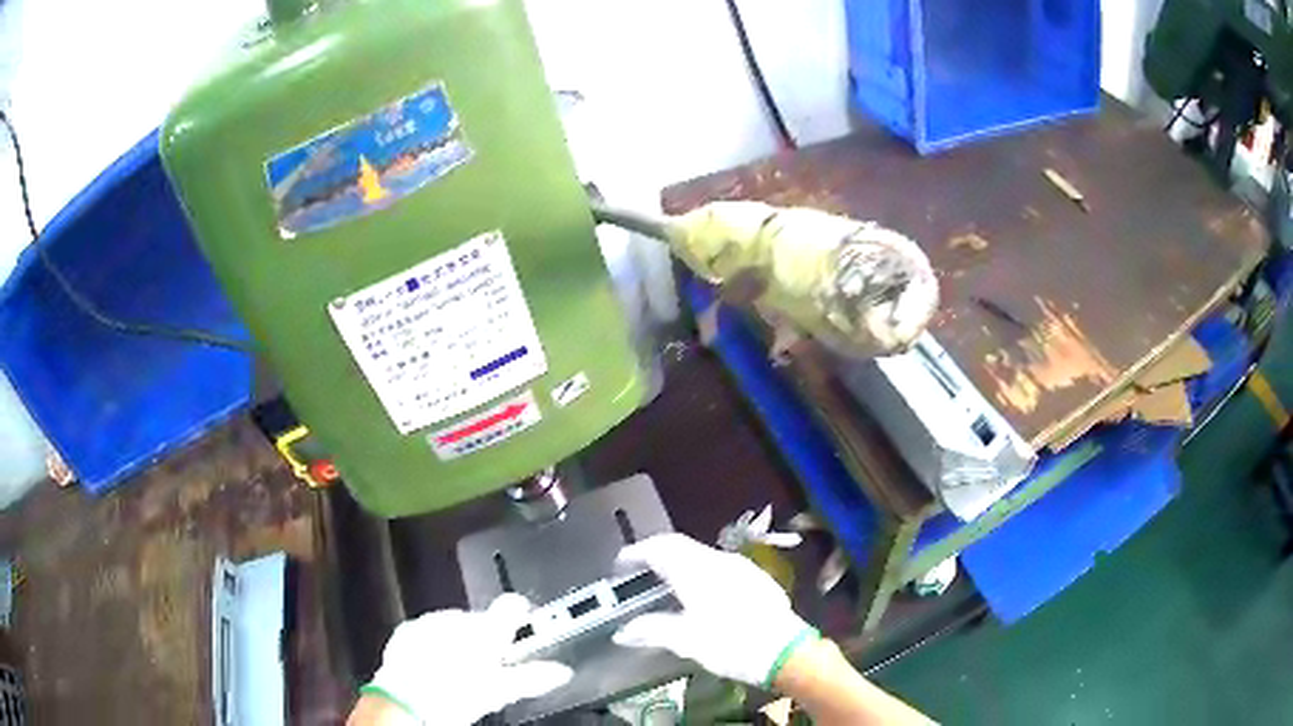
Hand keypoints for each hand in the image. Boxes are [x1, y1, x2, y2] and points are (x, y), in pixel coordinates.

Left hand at [360, 594, 571, 724]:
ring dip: (463, 641)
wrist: (404, 700)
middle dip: (490, 639)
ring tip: (463, 670)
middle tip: (492, 666)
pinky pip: (431, 631)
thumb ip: (534, 677)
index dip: (523, 616)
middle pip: (484, 620)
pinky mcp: (409, 630)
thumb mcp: (501, 691)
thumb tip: (562, 671)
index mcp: (485, 628)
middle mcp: (457, 617)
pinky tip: (438, 667)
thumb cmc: (456, 694)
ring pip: (457, 626)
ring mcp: (430, 621)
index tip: (527, 630)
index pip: (513, 605)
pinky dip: (438, 644)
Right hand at [612, 534, 817, 686]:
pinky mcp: (756, 579)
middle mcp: (718, 561)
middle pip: (680, 546)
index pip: (660, 547)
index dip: (636, 552)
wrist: (786, 651)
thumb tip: (623, 632)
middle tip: (638, 571)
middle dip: (656, 554)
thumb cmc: (731, 644)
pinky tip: (701, 594)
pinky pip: (719, 565)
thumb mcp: (686, 641)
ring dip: (679, 562)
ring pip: (701, 554)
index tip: (620, 564)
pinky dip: (700, 571)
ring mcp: (741, 568)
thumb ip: (652, 631)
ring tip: (665, 583)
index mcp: (696, 570)